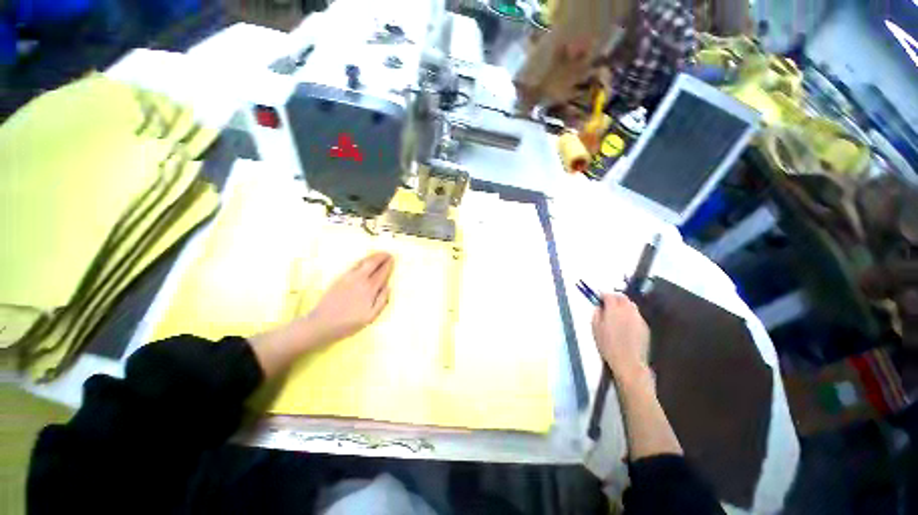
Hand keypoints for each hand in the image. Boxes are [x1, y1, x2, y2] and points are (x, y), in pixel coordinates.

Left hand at [249, 253, 393, 377]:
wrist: (322, 323)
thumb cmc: (349, 323)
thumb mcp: (371, 317)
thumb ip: (382, 301)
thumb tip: (388, 287)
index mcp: (369, 289)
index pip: (382, 272)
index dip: (388, 265)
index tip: (393, 260)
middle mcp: (360, 279)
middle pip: (373, 262)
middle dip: (382, 256)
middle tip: (388, 254)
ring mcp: (349, 277)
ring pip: (363, 262)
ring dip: (373, 256)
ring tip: (379, 254)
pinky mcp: (340, 278)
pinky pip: (354, 265)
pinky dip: (362, 261)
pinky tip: (365, 262)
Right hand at [591, 293, 650, 382]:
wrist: (628, 361)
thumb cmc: (608, 345)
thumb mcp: (595, 329)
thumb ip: (596, 314)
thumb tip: (599, 308)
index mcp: (613, 310)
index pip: (609, 295)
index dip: (603, 294)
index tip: (599, 297)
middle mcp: (627, 311)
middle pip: (622, 297)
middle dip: (614, 297)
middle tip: (607, 302)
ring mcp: (638, 318)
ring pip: (631, 305)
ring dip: (623, 305)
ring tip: (616, 312)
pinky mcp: (645, 326)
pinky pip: (636, 315)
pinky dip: (630, 314)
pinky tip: (625, 324)